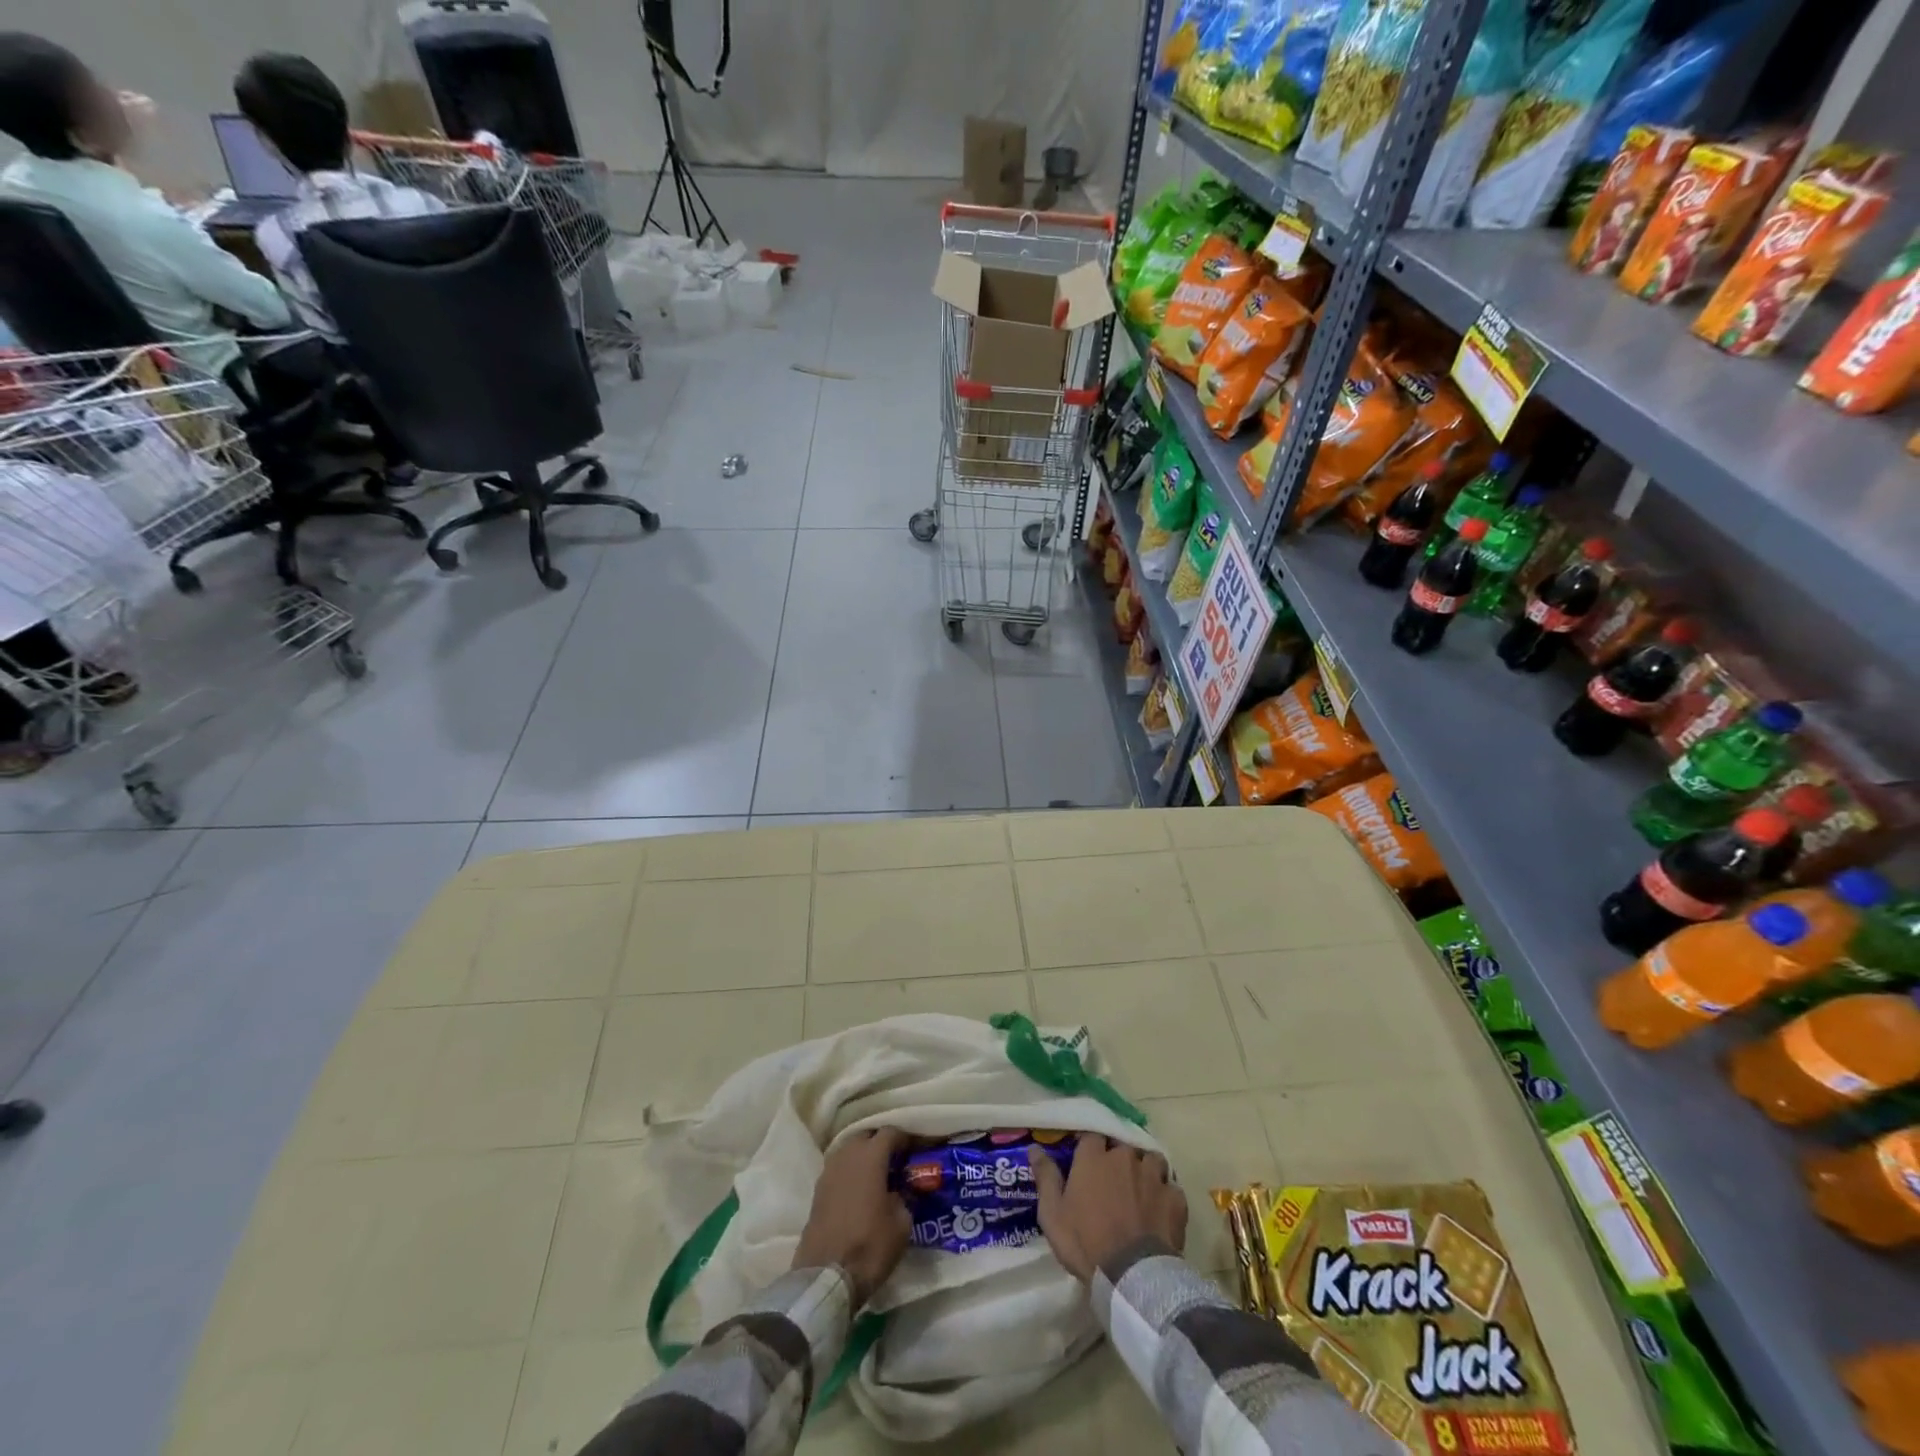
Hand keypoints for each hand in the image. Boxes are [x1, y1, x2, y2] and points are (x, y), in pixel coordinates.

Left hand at [792, 1127, 911, 1307]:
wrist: (826, 1277)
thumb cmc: (870, 1246)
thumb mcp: (901, 1225)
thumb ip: (903, 1199)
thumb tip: (898, 1192)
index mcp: (871, 1156)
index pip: (890, 1132)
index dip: (904, 1138)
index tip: (914, 1149)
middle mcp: (847, 1155)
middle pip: (865, 1136)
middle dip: (880, 1143)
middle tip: (894, 1160)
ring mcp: (828, 1172)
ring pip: (848, 1151)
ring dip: (862, 1157)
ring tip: (876, 1175)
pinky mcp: (817, 1191)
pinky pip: (837, 1169)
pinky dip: (848, 1173)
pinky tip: (858, 1191)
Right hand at [1029, 1136, 1186, 1284]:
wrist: (1132, 1276)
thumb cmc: (1086, 1242)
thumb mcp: (1053, 1214)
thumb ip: (1045, 1177)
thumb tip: (1034, 1148)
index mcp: (1094, 1157)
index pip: (1092, 1136)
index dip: (1090, 1146)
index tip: (1086, 1159)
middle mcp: (1125, 1157)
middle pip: (1123, 1146)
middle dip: (1118, 1157)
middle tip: (1112, 1178)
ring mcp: (1154, 1176)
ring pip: (1151, 1160)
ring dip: (1145, 1170)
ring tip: (1140, 1189)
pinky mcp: (1175, 1198)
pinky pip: (1171, 1187)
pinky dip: (1165, 1195)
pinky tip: (1160, 1209)